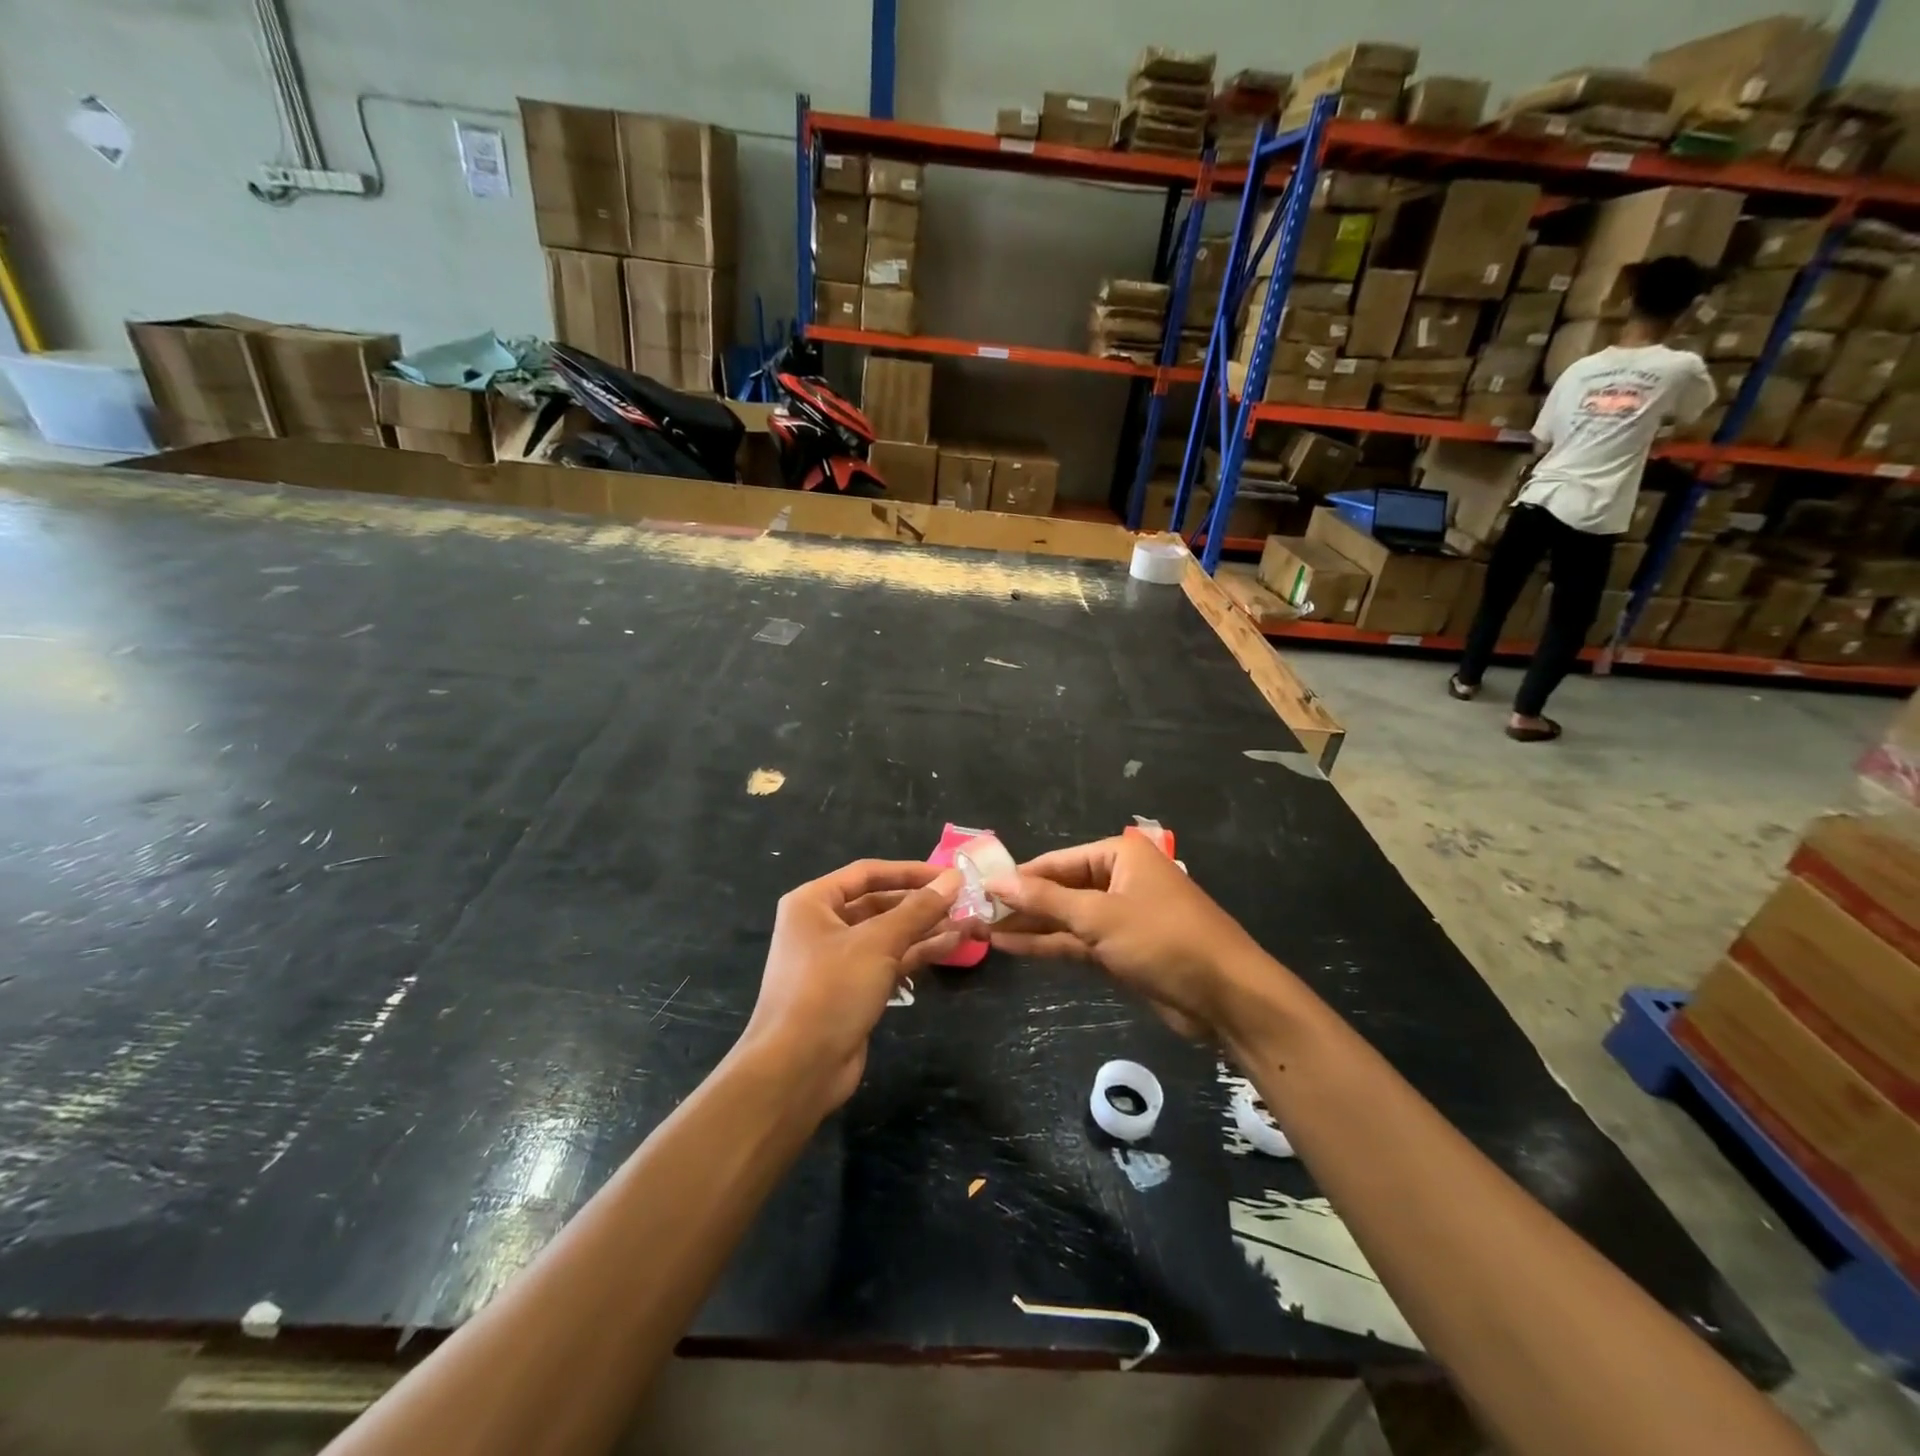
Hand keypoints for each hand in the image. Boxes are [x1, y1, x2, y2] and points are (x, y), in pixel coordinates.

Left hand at [742, 859, 962, 1113]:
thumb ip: (918, 910)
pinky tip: (953, 945)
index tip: (950, 874)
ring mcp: (838, 959)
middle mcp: (823, 925)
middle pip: (880, 903)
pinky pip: (889, 960)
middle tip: (966, 900)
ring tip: (971, 922)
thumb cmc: (830, 991)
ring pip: (889, 934)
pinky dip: (918, 952)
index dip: (910, 871)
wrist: (797, 1070)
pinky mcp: (854, 989)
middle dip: (922, 903)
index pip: (868, 873)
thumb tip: (954, 879)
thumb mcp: (877, 943)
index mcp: (814, 902)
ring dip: (927, 928)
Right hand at [987, 835, 1269, 1040]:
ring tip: (982, 932)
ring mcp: (1119, 917)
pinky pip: (1077, 942)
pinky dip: (1048, 946)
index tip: (977, 890)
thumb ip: (1045, 901)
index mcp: (1119, 855)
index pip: (1056, 862)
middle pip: (1059, 889)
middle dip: (1020, 904)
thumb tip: (996, 882)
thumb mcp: (1099, 917)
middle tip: (975, 914)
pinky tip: (1011, 948)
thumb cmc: (1163, 940)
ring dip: (1029, 927)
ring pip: (1065, 918)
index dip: (1017, 877)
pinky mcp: (1121, 950)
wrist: (1225, 995)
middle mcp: (1118, 879)